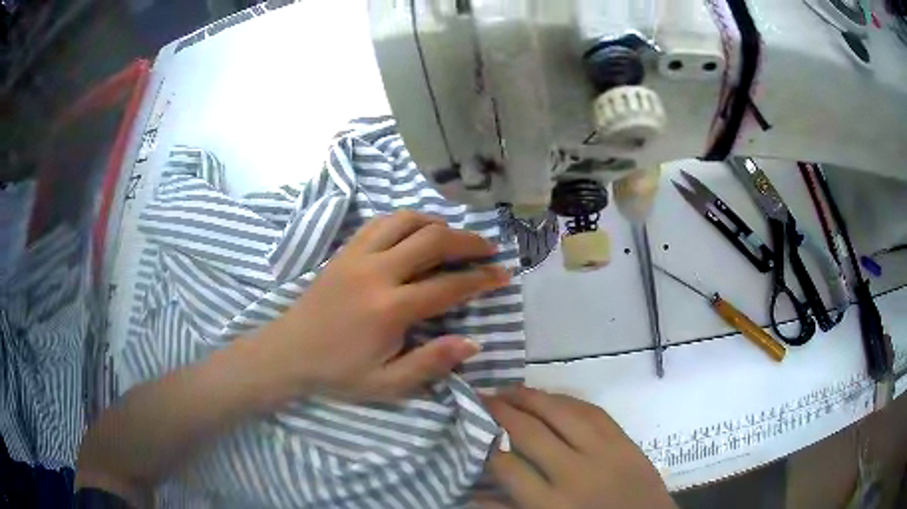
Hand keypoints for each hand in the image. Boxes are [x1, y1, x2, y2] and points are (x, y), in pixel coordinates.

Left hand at [257, 211, 509, 402]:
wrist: (288, 352)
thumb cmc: (338, 373)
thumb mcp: (387, 384)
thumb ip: (430, 363)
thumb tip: (473, 342)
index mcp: (390, 309)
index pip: (448, 285)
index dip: (481, 279)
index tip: (503, 275)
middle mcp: (377, 272)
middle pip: (432, 240)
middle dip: (468, 241)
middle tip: (489, 249)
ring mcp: (357, 255)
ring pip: (406, 220)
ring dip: (437, 224)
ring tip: (454, 237)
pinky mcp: (344, 251)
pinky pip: (380, 222)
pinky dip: (405, 220)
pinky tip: (414, 232)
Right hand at [479, 387, 675, 508]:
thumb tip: (471, 491)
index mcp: (551, 505)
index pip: (507, 466)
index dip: (484, 446)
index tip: (471, 430)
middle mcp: (575, 474)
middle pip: (531, 432)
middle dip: (501, 411)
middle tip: (481, 397)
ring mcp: (604, 452)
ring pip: (562, 413)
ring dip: (531, 396)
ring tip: (509, 389)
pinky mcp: (625, 441)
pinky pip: (592, 410)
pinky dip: (567, 399)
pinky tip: (550, 396)